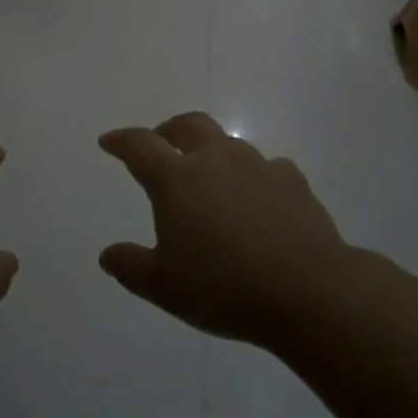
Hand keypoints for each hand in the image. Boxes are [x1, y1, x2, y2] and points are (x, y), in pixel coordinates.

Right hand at [98, 112, 352, 347]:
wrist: (309, 292)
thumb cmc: (224, 288)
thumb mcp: (164, 287)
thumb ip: (131, 267)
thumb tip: (108, 255)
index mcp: (177, 180)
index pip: (141, 146)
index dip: (121, 140)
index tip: (109, 142)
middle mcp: (217, 160)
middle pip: (189, 125)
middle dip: (169, 130)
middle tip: (161, 145)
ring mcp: (259, 167)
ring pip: (229, 143)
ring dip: (212, 152)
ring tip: (210, 180)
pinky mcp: (294, 182)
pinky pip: (267, 167)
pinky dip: (252, 176)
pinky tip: (256, 199)